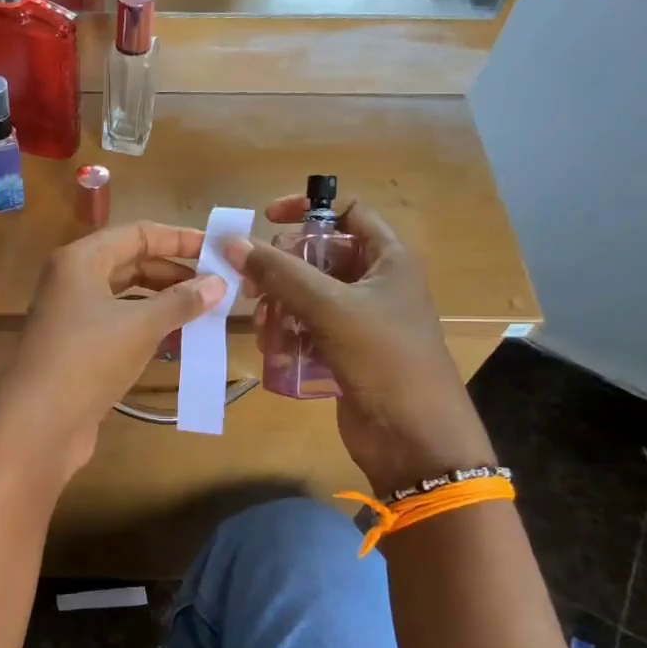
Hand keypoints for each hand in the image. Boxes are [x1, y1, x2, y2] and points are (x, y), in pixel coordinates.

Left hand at [0, 222, 222, 476]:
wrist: (39, 423)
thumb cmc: (89, 359)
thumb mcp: (141, 325)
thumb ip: (181, 301)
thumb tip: (220, 283)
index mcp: (81, 260)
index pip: (137, 234)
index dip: (178, 239)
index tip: (216, 250)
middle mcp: (73, 281)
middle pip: (131, 264)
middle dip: (174, 274)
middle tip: (216, 286)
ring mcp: (72, 316)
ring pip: (127, 298)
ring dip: (164, 303)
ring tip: (205, 313)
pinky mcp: (78, 348)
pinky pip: (120, 326)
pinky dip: (148, 329)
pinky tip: (178, 341)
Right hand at [224, 196, 495, 494]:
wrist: (414, 437)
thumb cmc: (384, 359)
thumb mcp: (330, 308)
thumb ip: (280, 273)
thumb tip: (232, 241)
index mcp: (389, 259)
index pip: (348, 213)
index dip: (309, 210)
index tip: (266, 220)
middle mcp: (376, 283)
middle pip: (320, 256)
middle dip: (282, 267)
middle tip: (252, 285)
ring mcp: (361, 321)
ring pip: (309, 295)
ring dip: (279, 304)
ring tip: (260, 324)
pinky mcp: (346, 352)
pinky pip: (309, 329)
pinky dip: (288, 333)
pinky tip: (270, 347)